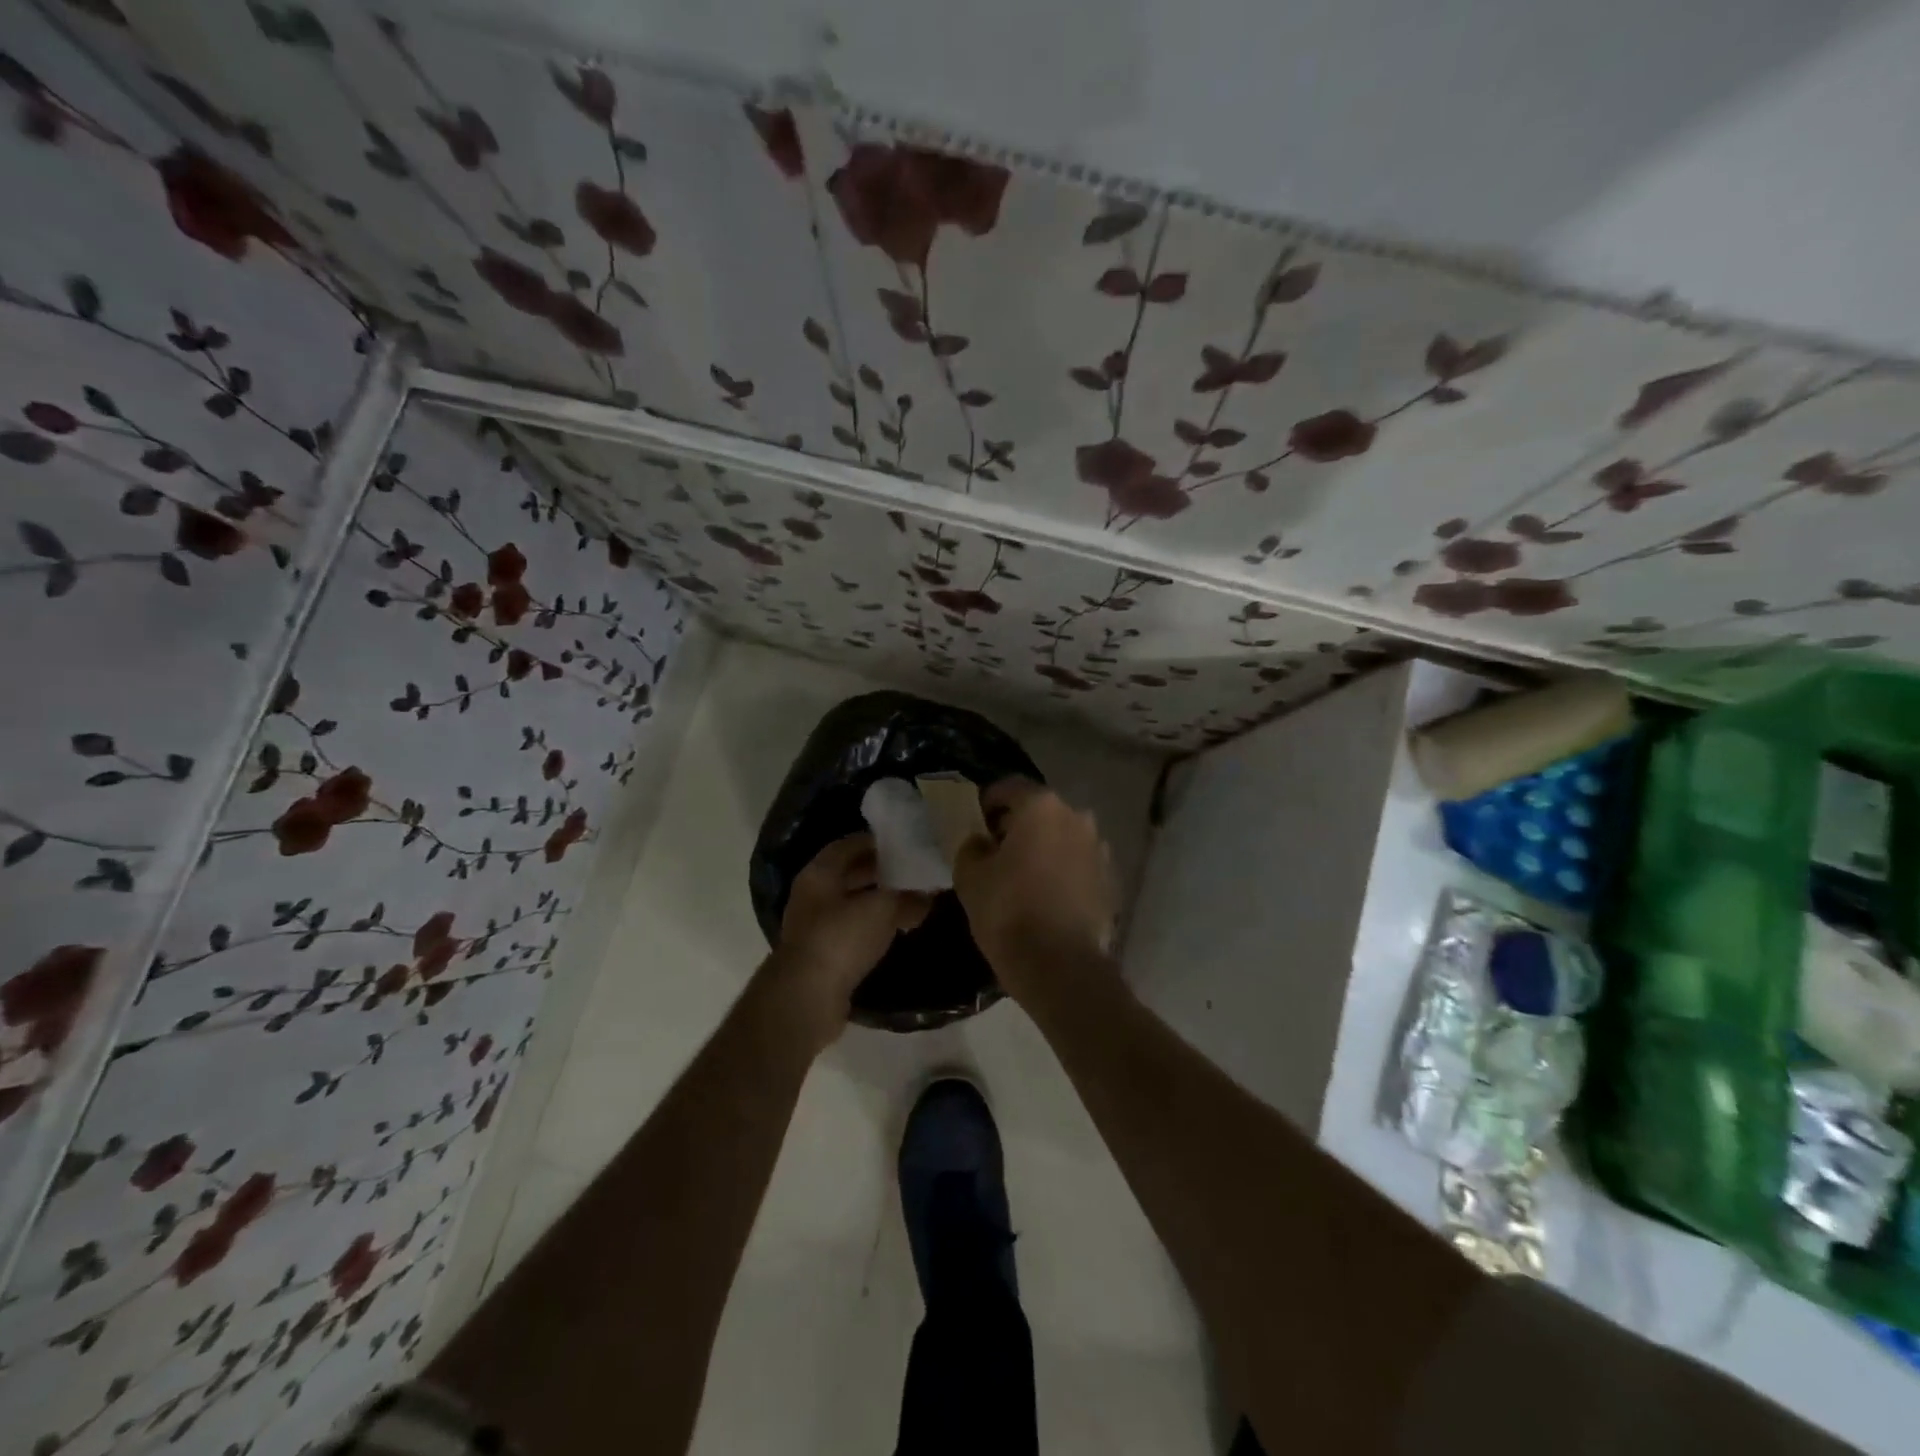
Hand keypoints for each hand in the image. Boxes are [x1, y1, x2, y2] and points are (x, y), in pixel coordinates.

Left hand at [773, 833, 930, 1045]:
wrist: (807, 997)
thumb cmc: (841, 938)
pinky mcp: (821, 956)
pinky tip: (895, 932)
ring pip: (851, 904)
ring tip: (910, 901)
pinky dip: (872, 928)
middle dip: (880, 872)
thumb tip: (927, 895)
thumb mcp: (882, 909)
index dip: (877, 842)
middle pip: (849, 874)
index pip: (849, 845)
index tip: (906, 844)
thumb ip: (907, 897)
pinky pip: (851, 931)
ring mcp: (813, 927)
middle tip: (913, 872)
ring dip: (877, 902)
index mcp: (819, 873)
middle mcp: (812, 895)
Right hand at [953, 779, 1116, 1000]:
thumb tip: (981, 842)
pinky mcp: (1110, 880)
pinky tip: (1045, 897)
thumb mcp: (970, 876)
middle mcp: (1077, 818)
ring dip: (1043, 849)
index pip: (1008, 788)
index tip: (975, 824)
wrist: (1060, 966)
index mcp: (1042, 807)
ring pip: (1062, 838)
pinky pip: (1077, 865)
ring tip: (1022, 877)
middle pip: (1040, 812)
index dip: (987, 803)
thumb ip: (972, 847)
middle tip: (995, 852)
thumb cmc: (1008, 912)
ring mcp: (1099, 849)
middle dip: (1017, 826)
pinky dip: (1062, 872)